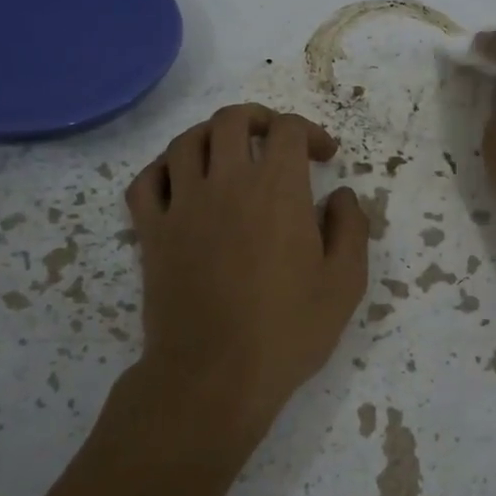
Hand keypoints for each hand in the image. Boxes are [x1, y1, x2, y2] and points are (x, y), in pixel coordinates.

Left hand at [125, 104, 368, 453]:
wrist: (215, 376)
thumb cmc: (288, 330)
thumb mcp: (345, 283)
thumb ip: (350, 228)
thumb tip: (340, 195)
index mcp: (277, 190)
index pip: (287, 130)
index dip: (309, 132)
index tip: (324, 155)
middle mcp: (226, 183)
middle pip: (231, 120)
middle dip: (258, 119)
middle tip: (274, 140)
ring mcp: (182, 205)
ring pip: (186, 142)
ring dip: (211, 136)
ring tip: (228, 154)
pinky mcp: (151, 233)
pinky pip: (145, 181)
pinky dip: (162, 169)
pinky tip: (180, 181)